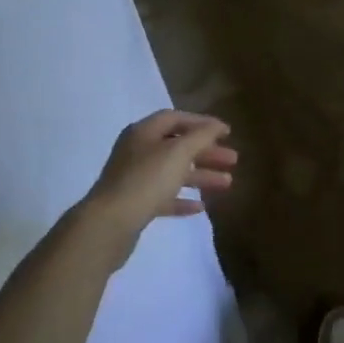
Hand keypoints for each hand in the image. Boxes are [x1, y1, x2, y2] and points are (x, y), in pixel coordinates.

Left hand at [75, 111, 235, 264]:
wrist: (110, 223)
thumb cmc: (147, 180)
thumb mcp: (178, 152)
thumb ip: (201, 136)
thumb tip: (216, 126)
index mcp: (143, 133)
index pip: (175, 118)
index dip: (202, 123)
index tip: (227, 132)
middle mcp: (137, 152)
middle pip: (177, 146)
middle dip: (206, 152)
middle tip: (233, 160)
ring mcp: (135, 179)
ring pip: (173, 173)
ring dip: (201, 176)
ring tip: (227, 183)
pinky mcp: (135, 205)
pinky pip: (164, 197)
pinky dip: (183, 199)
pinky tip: (201, 206)